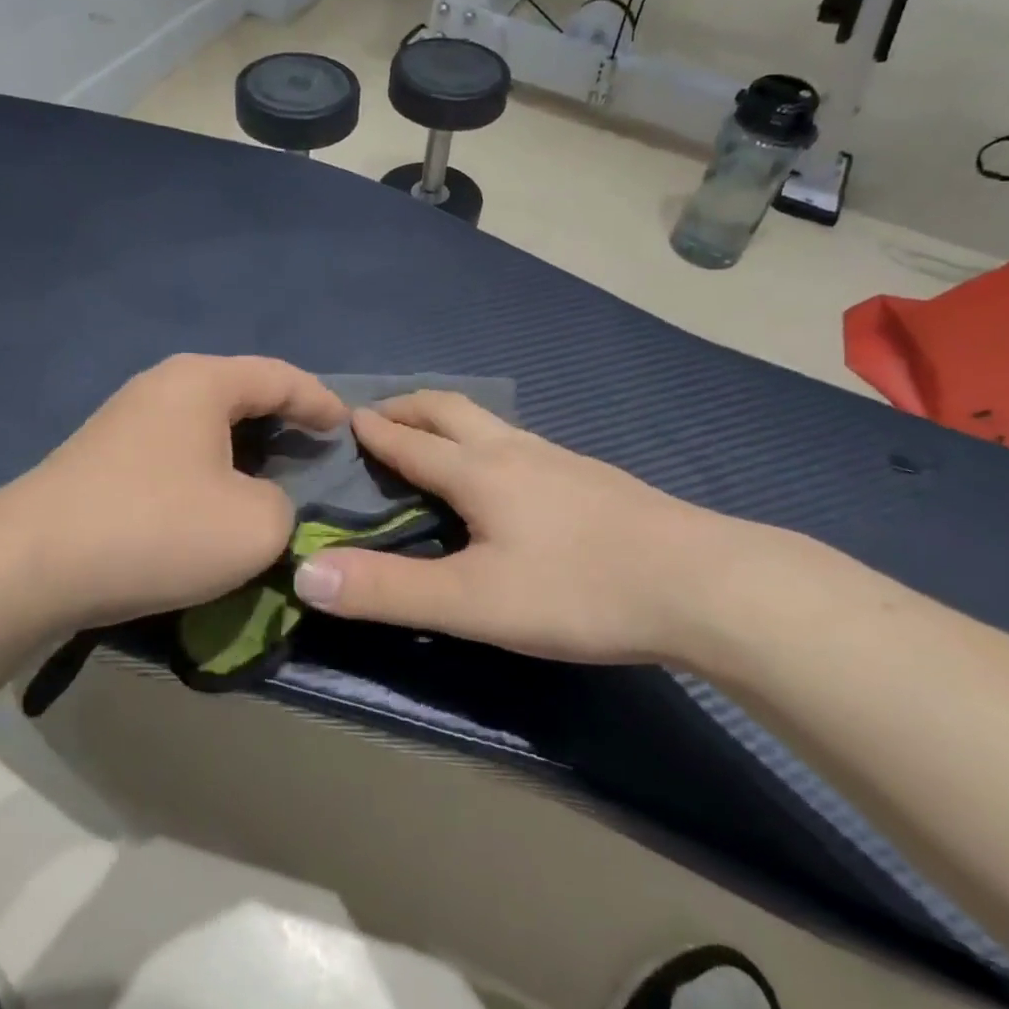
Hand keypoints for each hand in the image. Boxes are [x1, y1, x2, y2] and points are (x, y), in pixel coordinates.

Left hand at [1, 355, 345, 628]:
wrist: (28, 566)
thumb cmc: (156, 529)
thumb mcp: (254, 526)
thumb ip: (285, 506)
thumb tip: (264, 503)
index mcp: (203, 382)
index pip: (280, 377)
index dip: (320, 400)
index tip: (347, 426)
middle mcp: (162, 385)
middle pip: (240, 391)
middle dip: (282, 418)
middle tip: (314, 448)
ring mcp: (125, 418)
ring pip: (205, 422)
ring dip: (243, 445)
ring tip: (270, 474)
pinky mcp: (102, 455)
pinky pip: (175, 447)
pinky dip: (208, 464)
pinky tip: (213, 497)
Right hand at [291, 391, 768, 664]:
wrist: (703, 583)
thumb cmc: (579, 590)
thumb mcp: (474, 601)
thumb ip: (389, 591)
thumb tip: (305, 574)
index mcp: (479, 470)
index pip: (410, 440)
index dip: (372, 430)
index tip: (342, 417)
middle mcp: (515, 450)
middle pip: (450, 409)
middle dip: (408, 406)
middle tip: (377, 415)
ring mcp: (558, 458)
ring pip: (489, 421)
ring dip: (448, 419)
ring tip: (431, 438)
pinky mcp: (590, 477)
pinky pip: (519, 441)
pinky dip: (485, 440)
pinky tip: (502, 474)